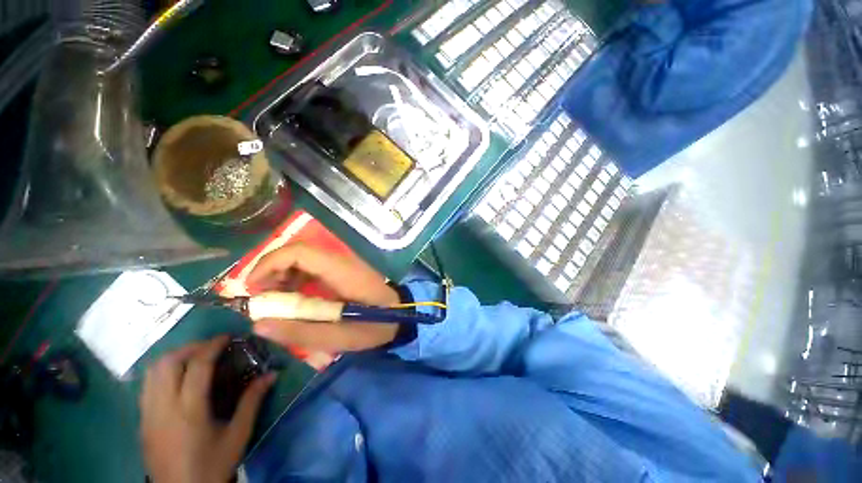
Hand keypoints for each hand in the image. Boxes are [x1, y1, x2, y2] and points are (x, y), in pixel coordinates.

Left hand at [140, 337, 275, 482]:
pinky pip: (147, 385)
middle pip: (168, 362)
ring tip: (195, 358)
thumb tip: (272, 374)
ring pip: (152, 372)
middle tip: (211, 347)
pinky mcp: (142, 420)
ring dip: (174, 357)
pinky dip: (163, 372)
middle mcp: (163, 407)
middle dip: (190, 348)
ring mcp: (148, 414)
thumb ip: (252, 401)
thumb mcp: (238, 434)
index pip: (197, 366)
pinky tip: (178, 379)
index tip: (227, 337)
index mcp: (189, 410)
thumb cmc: (213, 465)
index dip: (212, 346)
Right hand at [246, 244, 400, 351]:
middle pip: (299, 252)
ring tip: (272, 300)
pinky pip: (313, 267)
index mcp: (341, 271)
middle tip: (259, 297)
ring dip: (282, 274)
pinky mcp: (344, 271)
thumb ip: (301, 333)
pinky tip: (292, 297)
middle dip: (272, 269)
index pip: (300, 252)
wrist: (401, 315)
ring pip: (304, 258)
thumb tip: (258, 324)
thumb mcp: (340, 338)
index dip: (270, 263)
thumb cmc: (376, 326)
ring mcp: (343, 264)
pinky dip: (296, 278)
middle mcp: (341, 261)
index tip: (252, 287)